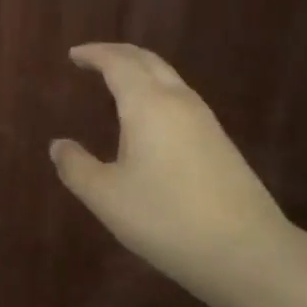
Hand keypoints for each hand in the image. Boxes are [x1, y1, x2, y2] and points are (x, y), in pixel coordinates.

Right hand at [50, 43, 306, 306]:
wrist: (248, 252)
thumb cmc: (167, 219)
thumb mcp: (107, 197)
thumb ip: (76, 167)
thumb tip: (58, 145)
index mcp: (147, 104)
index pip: (118, 63)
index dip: (94, 54)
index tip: (73, 55)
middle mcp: (178, 102)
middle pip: (148, 61)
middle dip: (118, 54)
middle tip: (92, 59)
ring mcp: (205, 121)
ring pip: (168, 78)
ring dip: (140, 72)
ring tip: (116, 84)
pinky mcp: (220, 143)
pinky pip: (180, 99)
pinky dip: (156, 92)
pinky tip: (149, 119)